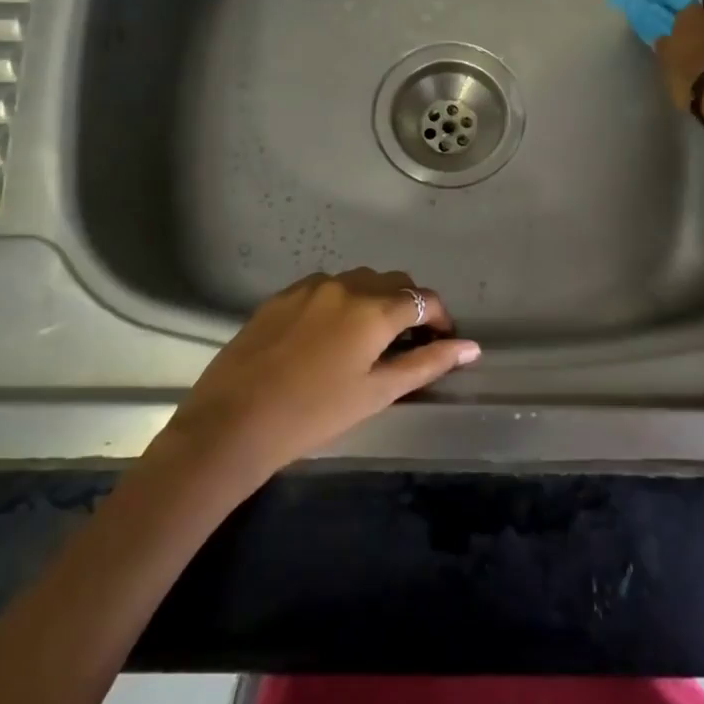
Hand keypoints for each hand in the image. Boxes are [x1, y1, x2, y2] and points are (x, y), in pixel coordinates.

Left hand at [151, 269, 478, 486]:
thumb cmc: (313, 414)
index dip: (440, 318)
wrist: (232, 422)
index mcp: (373, 309)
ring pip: (358, 281)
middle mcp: (344, 285)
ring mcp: (309, 286)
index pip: (423, 299)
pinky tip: (328, 336)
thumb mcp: (376, 393)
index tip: (442, 341)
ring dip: (374, 300)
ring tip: (368, 338)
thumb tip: (471, 347)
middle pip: (392, 282)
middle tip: (408, 342)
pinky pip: (325, 288)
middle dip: (409, 306)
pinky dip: (340, 302)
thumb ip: (427, 364)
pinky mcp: (281, 295)